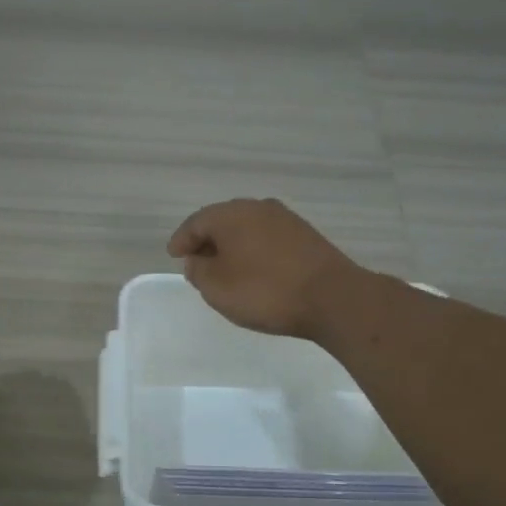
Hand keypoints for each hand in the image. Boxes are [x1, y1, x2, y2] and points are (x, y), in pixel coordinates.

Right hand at [166, 198, 365, 339]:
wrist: (331, 297)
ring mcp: (285, 220)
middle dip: (207, 240)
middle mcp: (257, 208)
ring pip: (247, 229)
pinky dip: (253, 251)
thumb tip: (197, 260)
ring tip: (224, 268)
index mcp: (230, 215)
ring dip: (232, 246)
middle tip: (196, 261)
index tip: (174, 255)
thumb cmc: (264, 291)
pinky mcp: (305, 236)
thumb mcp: (216, 287)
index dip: (181, 240)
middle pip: (222, 221)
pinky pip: (267, 239)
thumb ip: (198, 271)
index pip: (195, 222)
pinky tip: (254, 270)